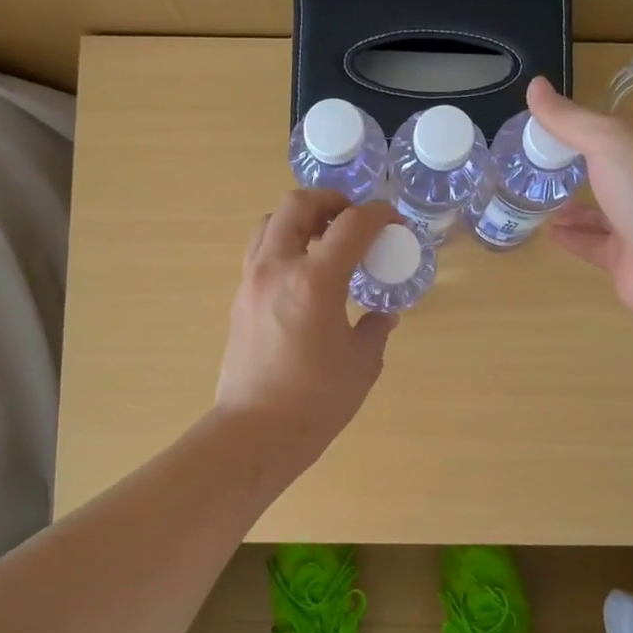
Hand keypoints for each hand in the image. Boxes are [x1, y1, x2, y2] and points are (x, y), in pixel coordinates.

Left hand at [216, 190, 398, 461]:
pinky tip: (303, 274)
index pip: (351, 224)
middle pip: (298, 204)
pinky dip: (283, 244)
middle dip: (331, 201)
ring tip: (324, 240)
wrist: (255, 431)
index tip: (394, 223)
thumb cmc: (316, 400)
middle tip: (353, 220)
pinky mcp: (239, 299)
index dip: (378, 215)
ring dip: (300, 219)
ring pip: (270, 222)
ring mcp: (251, 281)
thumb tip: (382, 315)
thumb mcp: (361, 364)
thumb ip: (375, 330)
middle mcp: (278, 268)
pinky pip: (259, 251)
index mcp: (315, 280)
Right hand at [525, 77, 632, 327]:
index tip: (535, 127)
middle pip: (604, 168)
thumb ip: (569, 119)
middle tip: (528, 163)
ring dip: (569, 203)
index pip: (608, 128)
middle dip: (571, 164)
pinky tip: (547, 232)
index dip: (574, 125)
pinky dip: (571, 236)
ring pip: (598, 208)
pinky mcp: (626, 258)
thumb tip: (534, 84)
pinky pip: (592, 243)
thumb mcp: (608, 142)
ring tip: (531, 197)